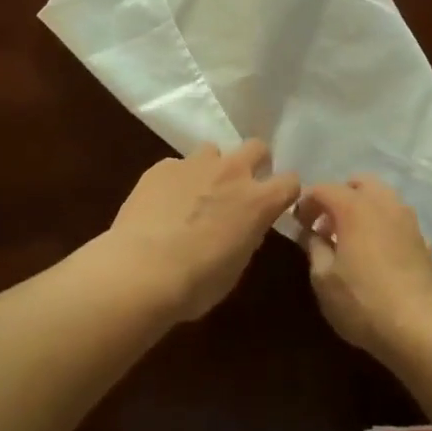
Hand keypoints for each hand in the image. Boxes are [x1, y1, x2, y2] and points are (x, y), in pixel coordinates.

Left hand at [107, 139, 300, 321]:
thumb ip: (247, 235)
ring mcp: (195, 164)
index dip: (285, 192)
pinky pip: (177, 165)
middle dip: (254, 162)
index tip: (276, 203)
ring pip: (213, 150)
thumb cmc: (196, 283)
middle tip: (240, 188)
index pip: (290, 181)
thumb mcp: (236, 266)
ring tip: (196, 193)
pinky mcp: (162, 166)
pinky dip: (176, 180)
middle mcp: (232, 172)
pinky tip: (162, 204)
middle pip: (257, 147)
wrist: (141, 271)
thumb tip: (244, 225)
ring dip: (211, 168)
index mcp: (258, 202)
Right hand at [295, 176, 431, 361]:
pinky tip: (379, 254)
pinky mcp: (423, 240)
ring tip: (352, 239)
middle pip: (358, 183)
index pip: (323, 189)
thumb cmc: (363, 301)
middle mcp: (383, 203)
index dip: (306, 203)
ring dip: (364, 209)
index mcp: (354, 206)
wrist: (420, 328)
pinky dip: (384, 227)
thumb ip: (314, 248)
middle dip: (339, 197)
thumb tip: (312, 234)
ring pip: (382, 198)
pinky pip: (398, 221)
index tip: (298, 224)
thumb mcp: (323, 279)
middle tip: (327, 225)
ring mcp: (408, 219)